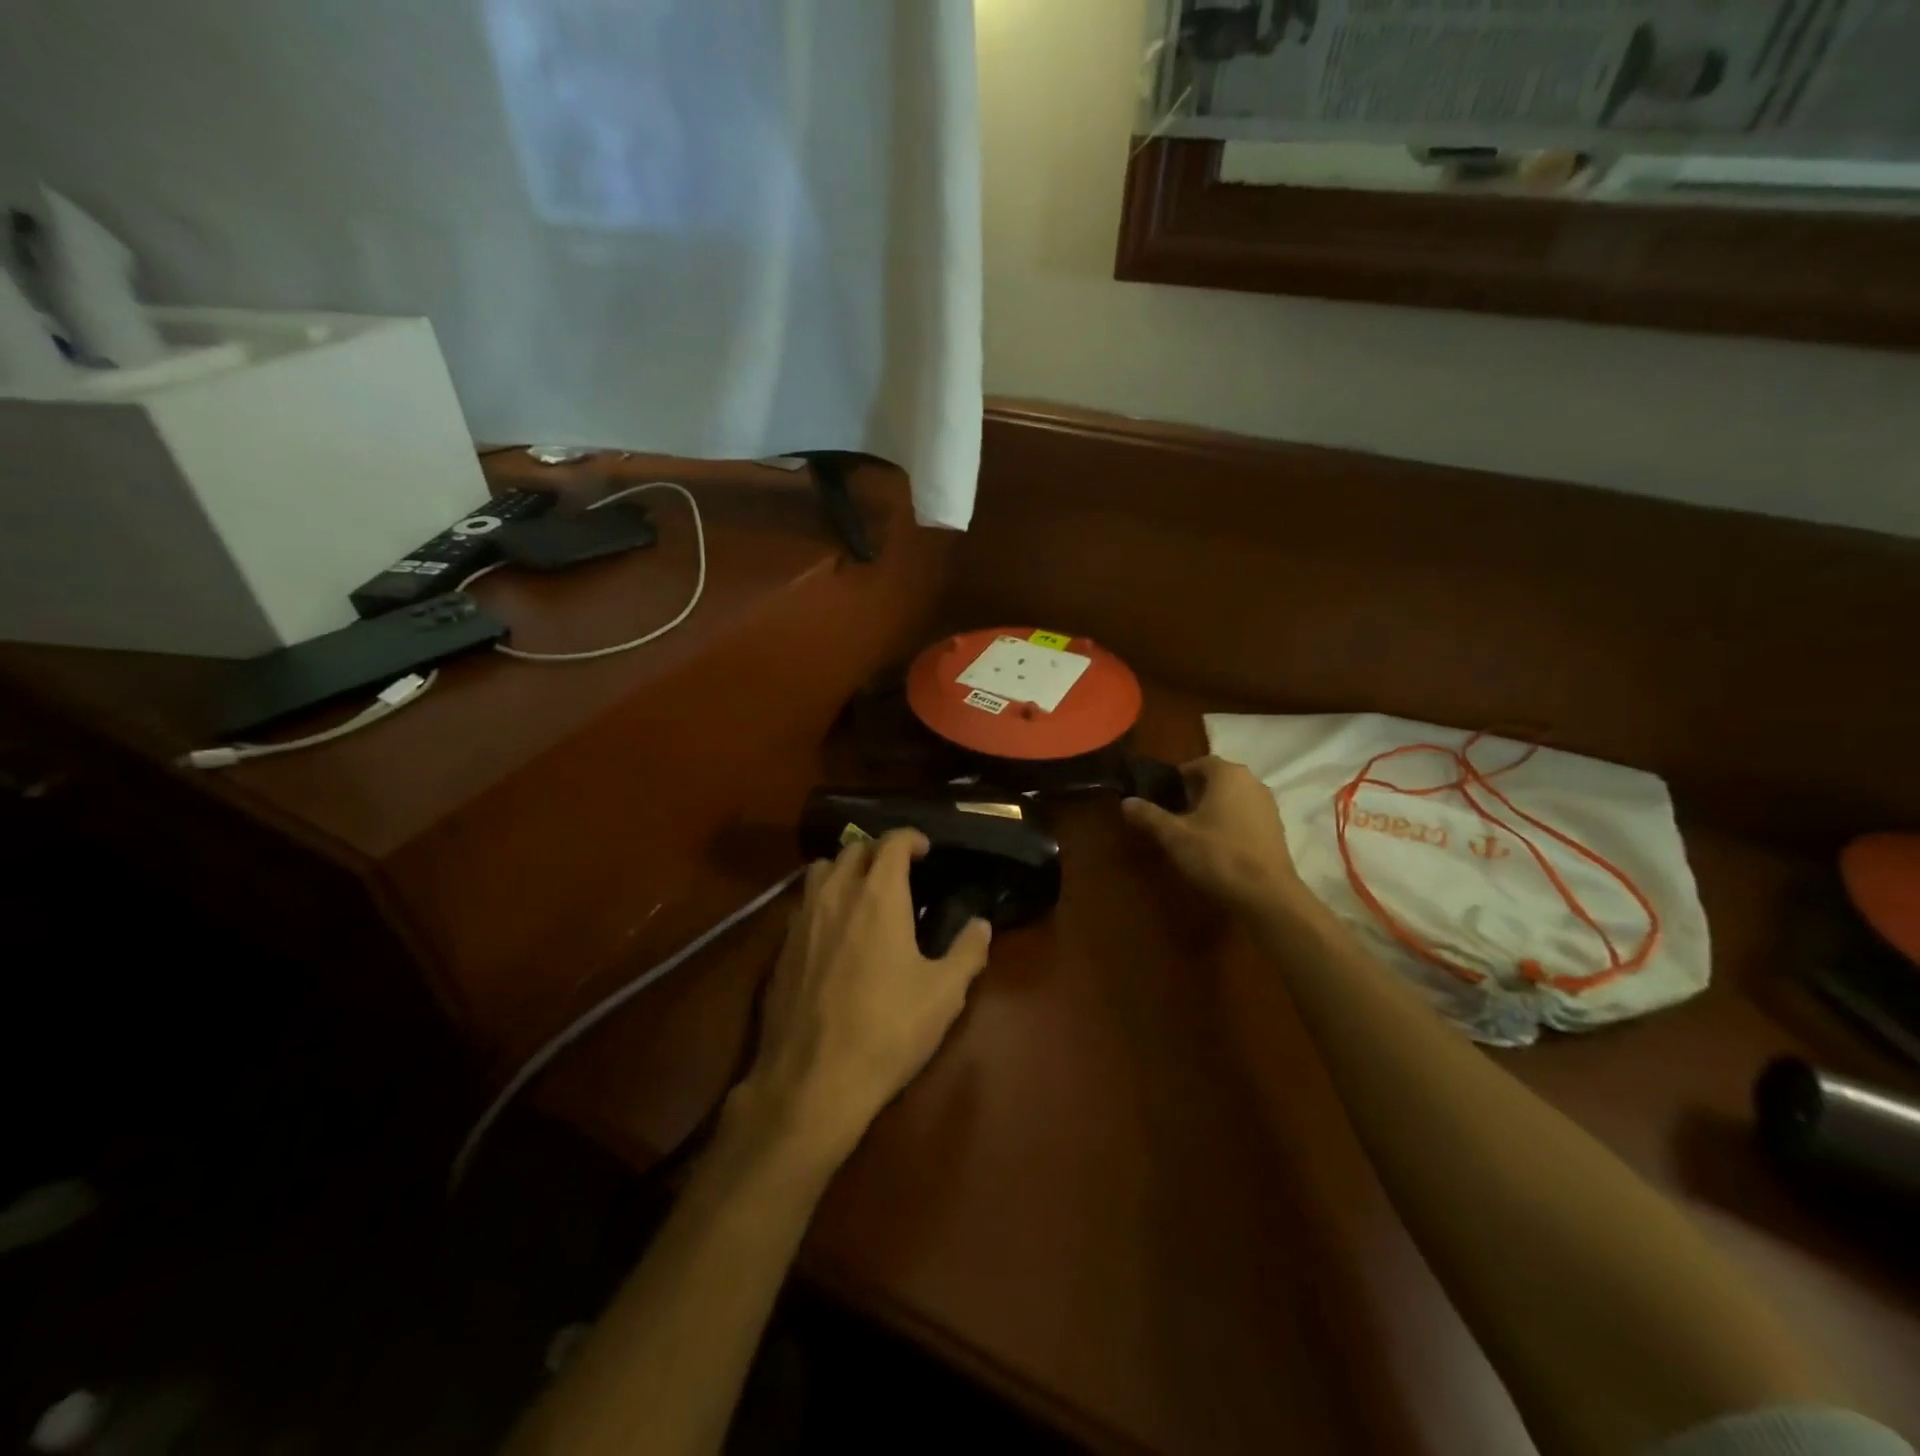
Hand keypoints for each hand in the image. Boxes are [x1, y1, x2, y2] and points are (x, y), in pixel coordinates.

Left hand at [737, 829, 991, 1162]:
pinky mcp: (780, 949)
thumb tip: (981, 925)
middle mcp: (836, 896)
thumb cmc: (887, 1030)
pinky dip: (822, 902)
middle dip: (877, 851)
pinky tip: (835, 933)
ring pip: (819, 871)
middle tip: (898, 872)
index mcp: (877, 896)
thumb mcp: (944, 995)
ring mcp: (801, 920)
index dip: (910, 838)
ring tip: (863, 894)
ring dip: (844, 870)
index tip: (925, 850)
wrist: (812, 1081)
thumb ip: (968, 952)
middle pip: (852, 849)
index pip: (891, 843)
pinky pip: (802, 905)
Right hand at [1122, 756, 1301, 913]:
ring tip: (1192, 832)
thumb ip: (1149, 815)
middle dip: (1194, 793)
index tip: (1161, 797)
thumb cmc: (1218, 856)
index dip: (1176, 778)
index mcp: (1227, 774)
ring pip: (1232, 798)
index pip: (1197, 763)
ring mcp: (1268, 805)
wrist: (1268, 896)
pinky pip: (1246, 816)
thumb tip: (1126, 801)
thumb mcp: (1174, 836)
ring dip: (1213, 809)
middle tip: (1173, 815)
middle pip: (1216, 779)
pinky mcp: (1276, 829)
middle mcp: (1252, 781)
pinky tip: (1217, 847)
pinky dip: (1230, 824)